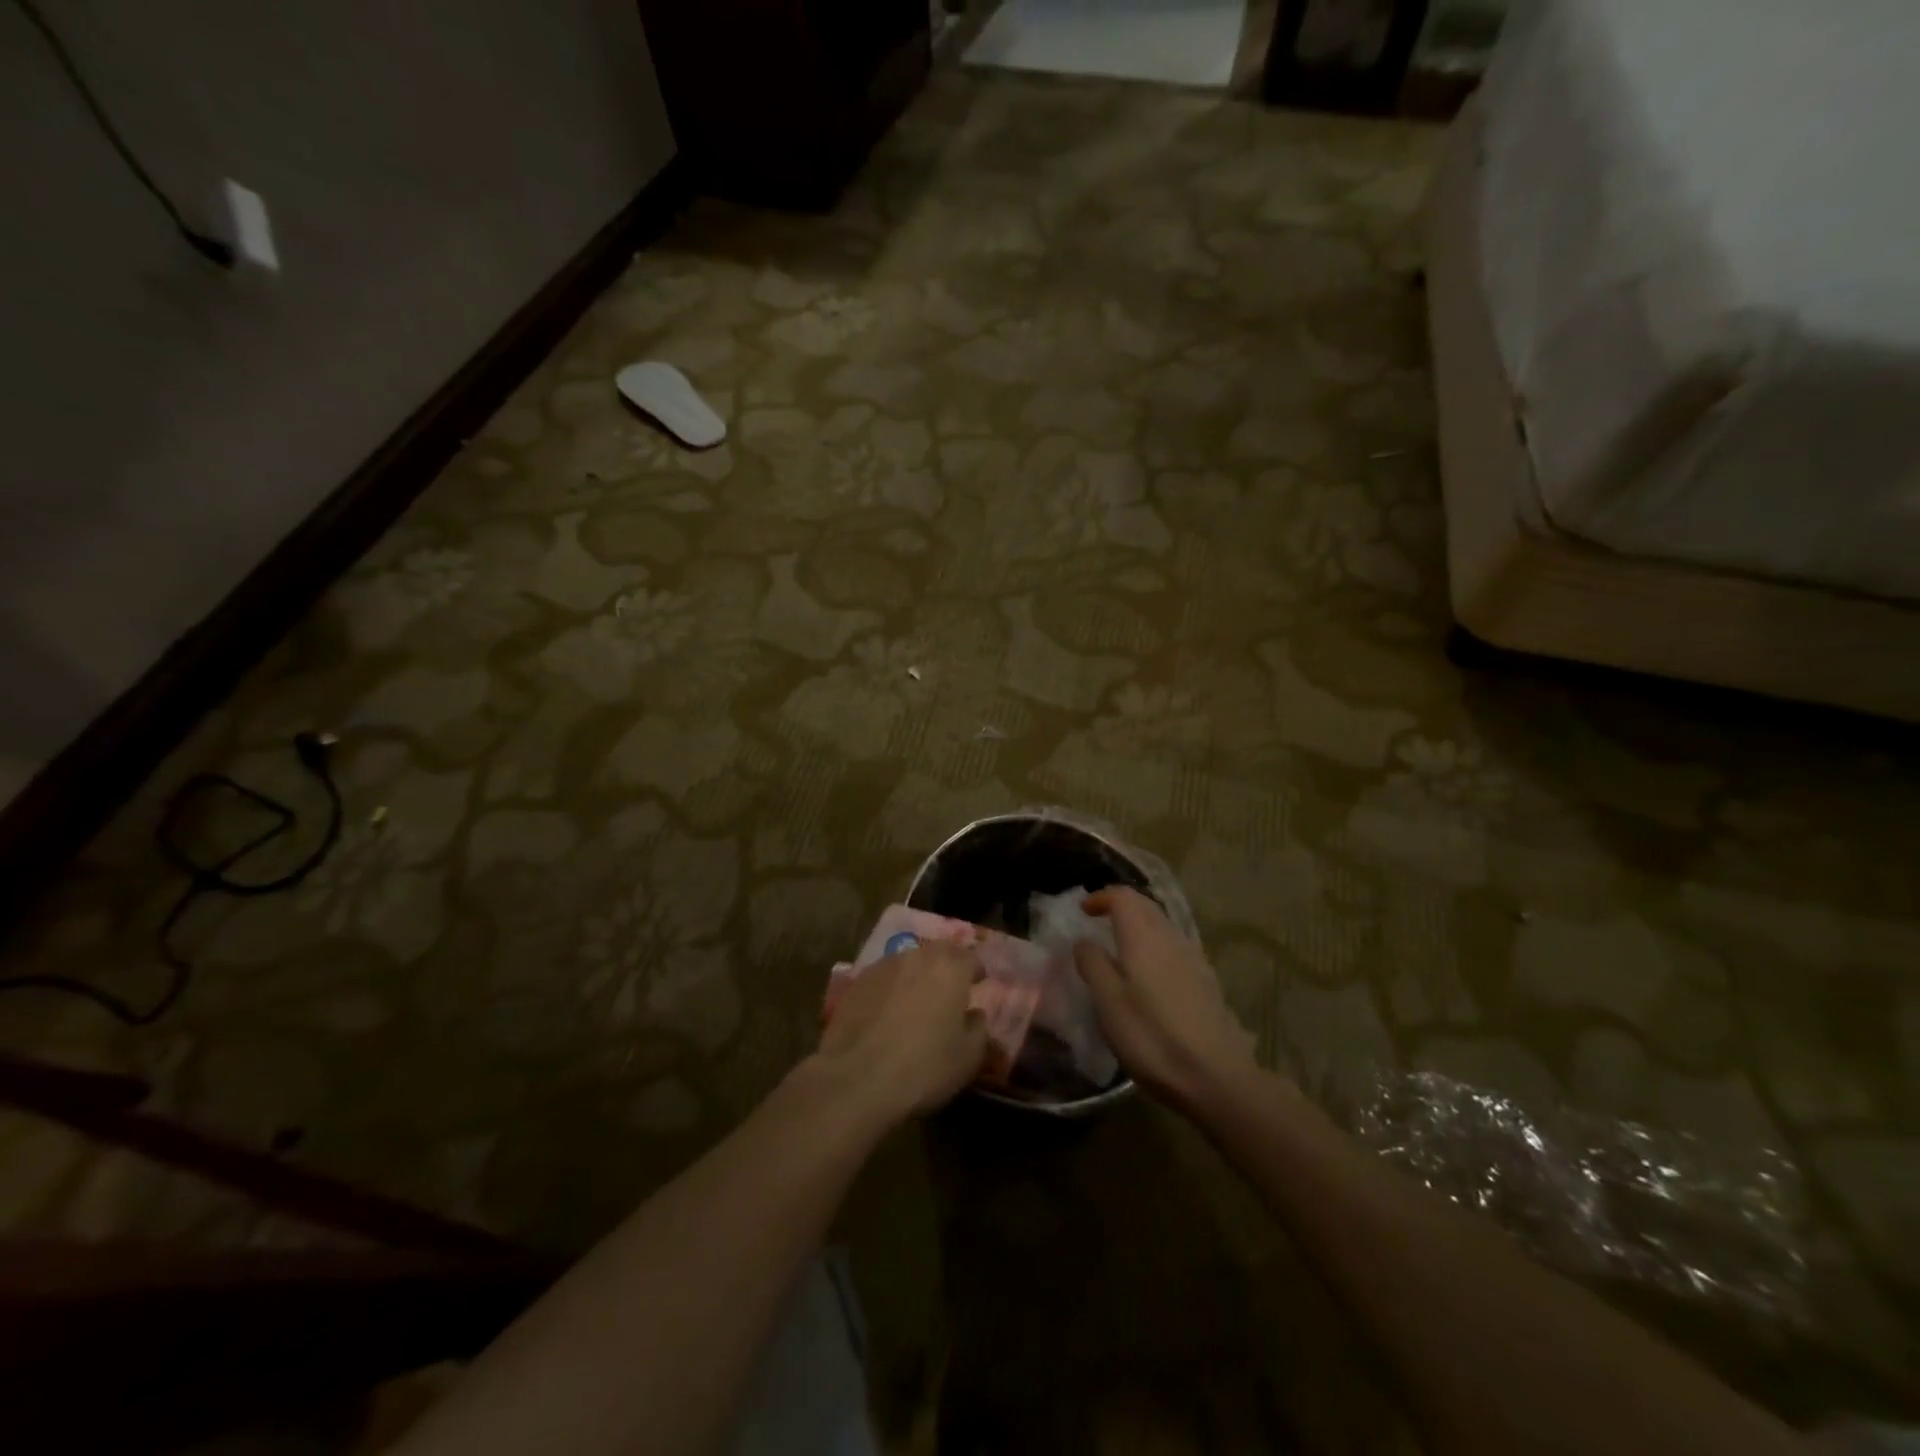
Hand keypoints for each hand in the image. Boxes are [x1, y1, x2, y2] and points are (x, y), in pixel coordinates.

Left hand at [814, 942, 988, 1124]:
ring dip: (917, 976)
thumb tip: (974, 1014)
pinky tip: (887, 1013)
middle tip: (949, 991)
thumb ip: (979, 1028)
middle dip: (947, 967)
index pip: (971, 957)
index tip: (978, 984)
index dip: (976, 971)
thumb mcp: (969, 1057)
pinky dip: (891, 989)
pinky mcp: (856, 982)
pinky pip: (883, 978)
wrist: (856, 1080)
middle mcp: (917, 957)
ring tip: (916, 1002)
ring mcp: (883, 966)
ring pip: (908, 963)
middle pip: (938, 953)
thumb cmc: (924, 1068)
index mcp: (950, 968)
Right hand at [1074, 887, 1259, 1115]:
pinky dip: (1154, 946)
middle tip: (1098, 923)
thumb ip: (1093, 964)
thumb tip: (1084, 941)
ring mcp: (1193, 958)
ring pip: (1162, 926)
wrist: (1217, 1077)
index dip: (1101, 897)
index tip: (1083, 911)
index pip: (1123, 896)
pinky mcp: (1206, 980)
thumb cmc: (1152, 1036)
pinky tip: (1148, 976)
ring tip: (1119, 948)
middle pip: (1145, 906)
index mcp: (1144, 936)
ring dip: (1139, 926)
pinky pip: (1174, 947)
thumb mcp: (1108, 1002)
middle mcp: (1171, 937)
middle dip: (1120, 907)